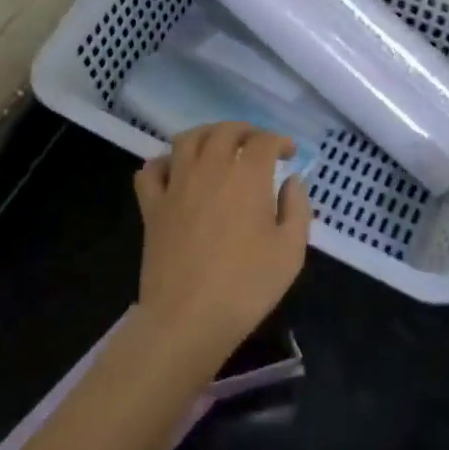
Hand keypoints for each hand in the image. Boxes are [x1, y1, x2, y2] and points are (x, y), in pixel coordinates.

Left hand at [131, 122, 311, 382]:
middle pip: (225, 131)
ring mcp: (176, 184)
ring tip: (218, 146)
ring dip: (206, 135)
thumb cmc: (246, 286)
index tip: (288, 153)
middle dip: (245, 131)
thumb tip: (291, 181)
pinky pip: (151, 169)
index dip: (279, 141)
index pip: (264, 141)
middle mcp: (209, 168)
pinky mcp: (152, 206)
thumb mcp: (290, 252)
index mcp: (246, 176)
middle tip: (257, 144)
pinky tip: (176, 172)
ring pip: (187, 140)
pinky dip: (164, 162)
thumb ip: (297, 209)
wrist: (188, 318)